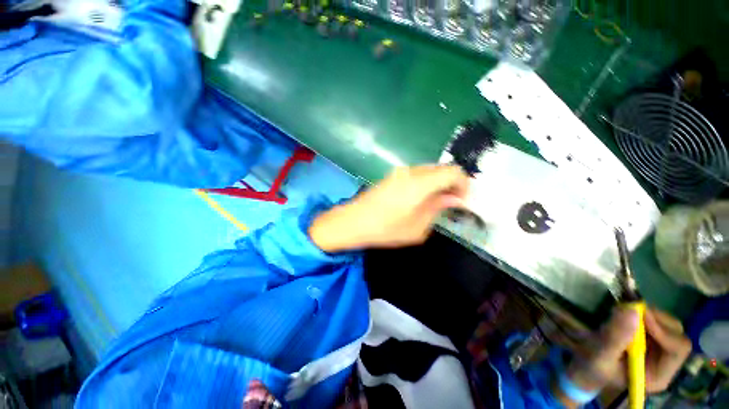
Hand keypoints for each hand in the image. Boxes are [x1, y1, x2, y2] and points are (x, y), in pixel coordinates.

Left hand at [309, 165, 469, 251]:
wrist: (353, 221)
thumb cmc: (385, 229)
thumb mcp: (417, 227)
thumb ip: (437, 208)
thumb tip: (454, 198)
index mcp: (420, 183)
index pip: (453, 172)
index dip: (464, 184)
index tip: (463, 200)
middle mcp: (411, 171)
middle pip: (441, 169)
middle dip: (452, 183)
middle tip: (451, 202)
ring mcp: (400, 171)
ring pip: (429, 171)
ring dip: (438, 183)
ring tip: (436, 202)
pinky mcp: (392, 175)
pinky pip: (416, 174)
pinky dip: (426, 183)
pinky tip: (420, 198)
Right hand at [556, 307, 691, 407]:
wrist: (586, 366)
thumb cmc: (593, 367)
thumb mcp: (600, 355)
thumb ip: (615, 337)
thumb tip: (632, 310)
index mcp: (659, 375)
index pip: (677, 349)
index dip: (664, 331)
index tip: (642, 314)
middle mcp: (666, 363)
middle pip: (676, 334)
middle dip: (656, 319)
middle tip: (631, 308)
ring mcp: (660, 350)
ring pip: (668, 324)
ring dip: (649, 315)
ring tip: (623, 312)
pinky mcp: (652, 339)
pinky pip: (658, 321)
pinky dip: (643, 314)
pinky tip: (625, 315)